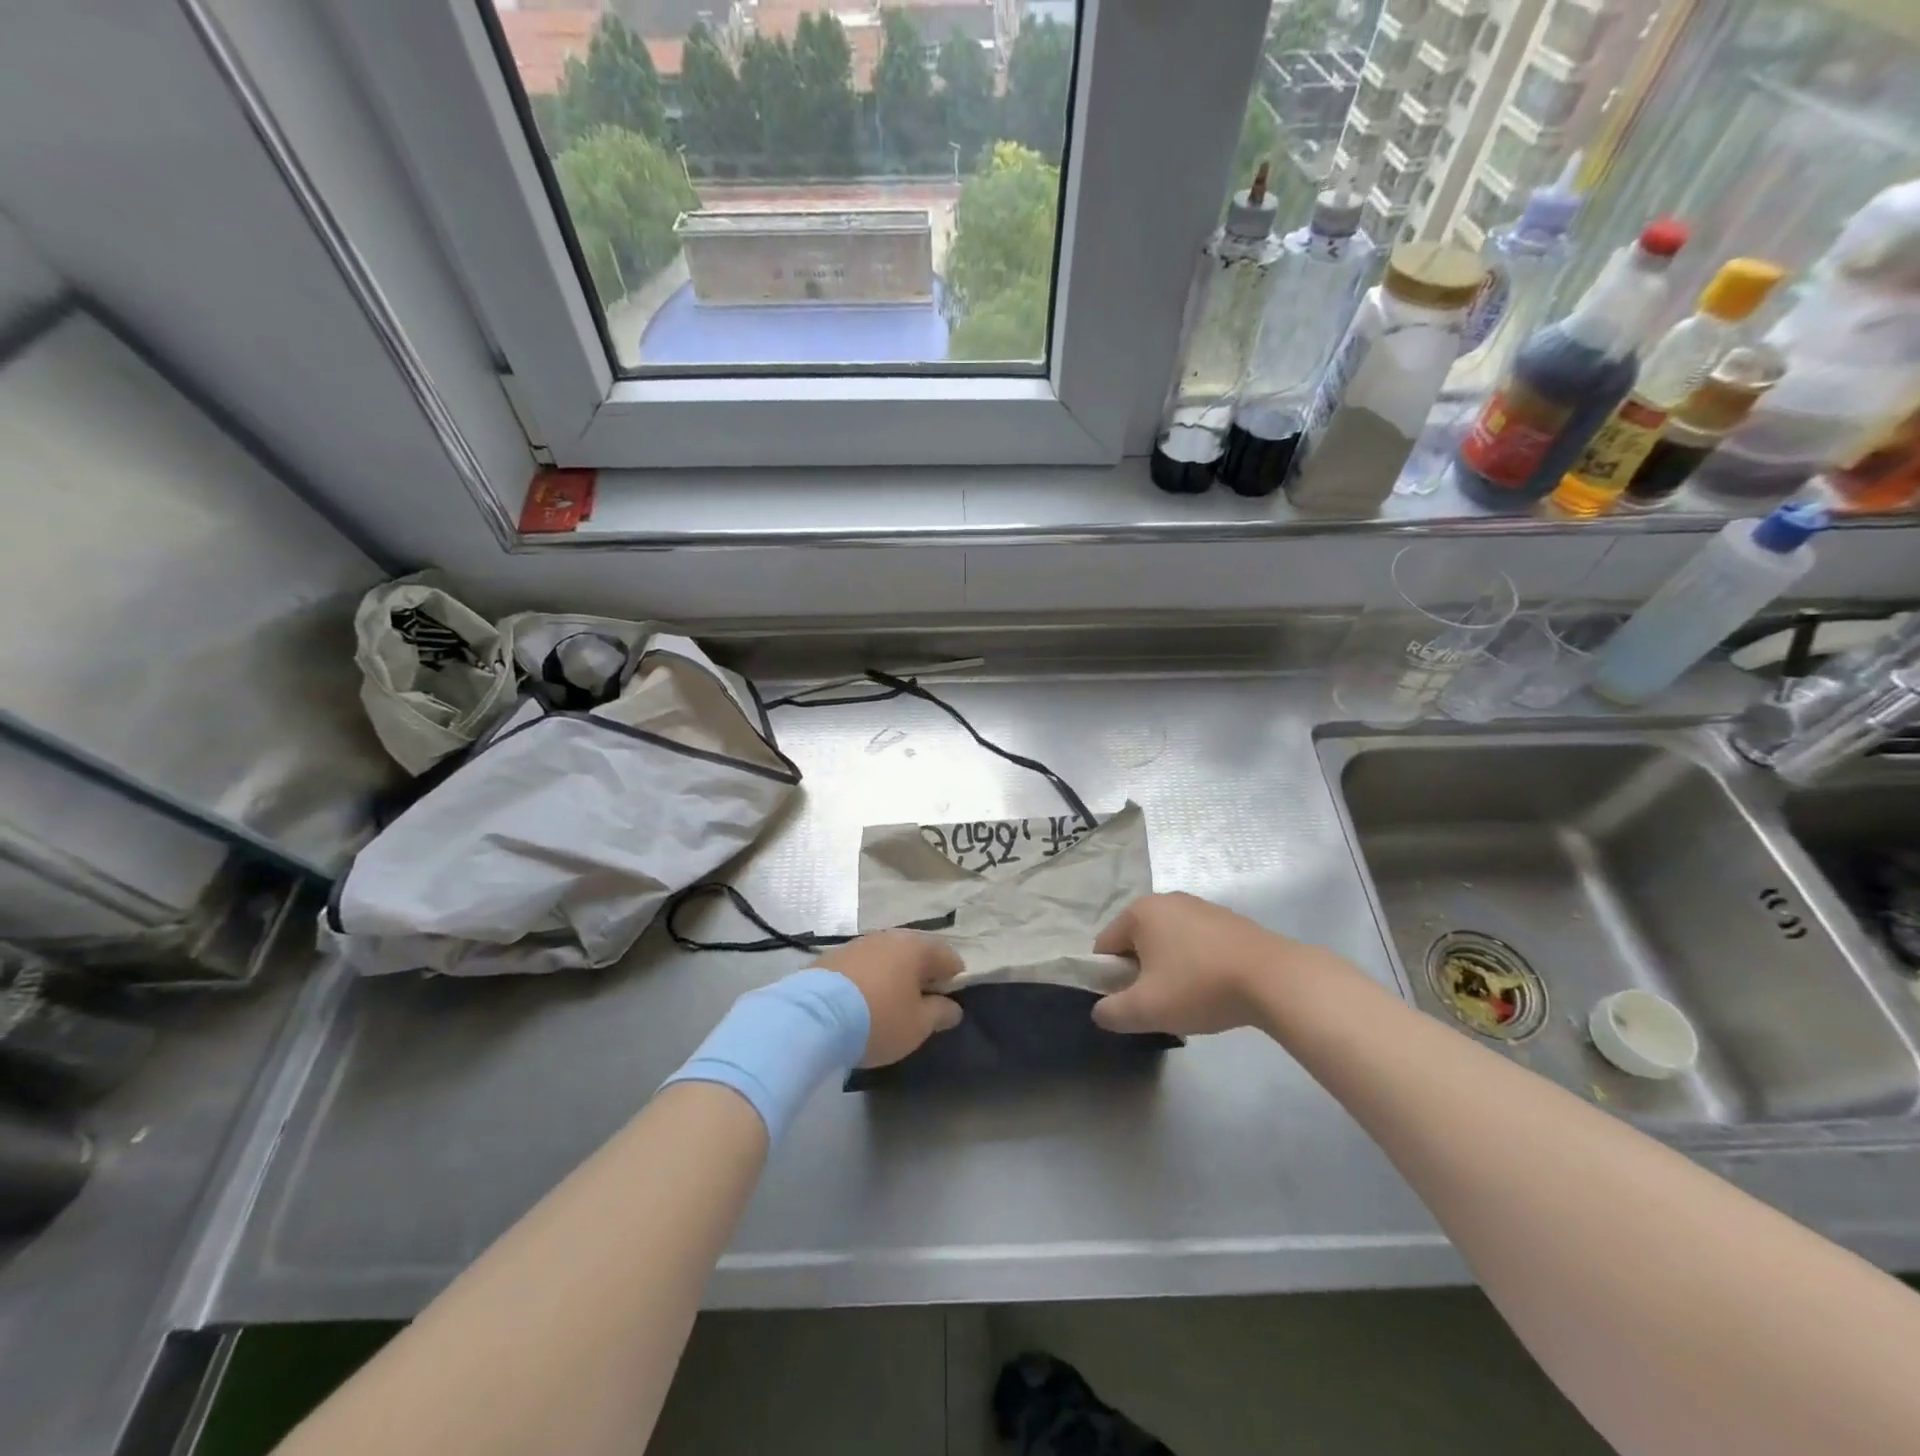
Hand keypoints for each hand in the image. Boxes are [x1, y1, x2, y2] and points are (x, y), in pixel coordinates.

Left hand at [816, 932, 964, 1067]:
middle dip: (922, 975)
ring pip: (887, 957)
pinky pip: (863, 965)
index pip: (949, 956)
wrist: (813, 1018)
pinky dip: (868, 979)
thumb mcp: (918, 1026)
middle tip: (919, 1006)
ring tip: (888, 1005)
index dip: (954, 979)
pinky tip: (861, 1002)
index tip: (947, 1004)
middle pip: (916, 953)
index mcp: (916, 947)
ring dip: (893, 976)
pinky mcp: (833, 957)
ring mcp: (858, 944)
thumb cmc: (878, 1020)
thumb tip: (953, 1007)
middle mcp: (889, 937)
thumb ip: (940, 1013)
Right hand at [1091, 892, 1332, 1036]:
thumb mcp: (1146, 1010)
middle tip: (1161, 1004)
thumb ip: (1111, 1012)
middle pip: (1136, 943)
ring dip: (1169, 970)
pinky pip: (1196, 943)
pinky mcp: (1227, 919)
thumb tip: (1101, 1011)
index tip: (1133, 1003)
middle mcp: (1166, 899)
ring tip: (1191, 999)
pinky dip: (1196, 964)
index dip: (1111, 979)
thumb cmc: (1200, 987)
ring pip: (1167, 943)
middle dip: (1142, 974)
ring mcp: (1200, 906)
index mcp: (1139, 911)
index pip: (1105, 947)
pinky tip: (1215, 987)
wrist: (1274, 979)